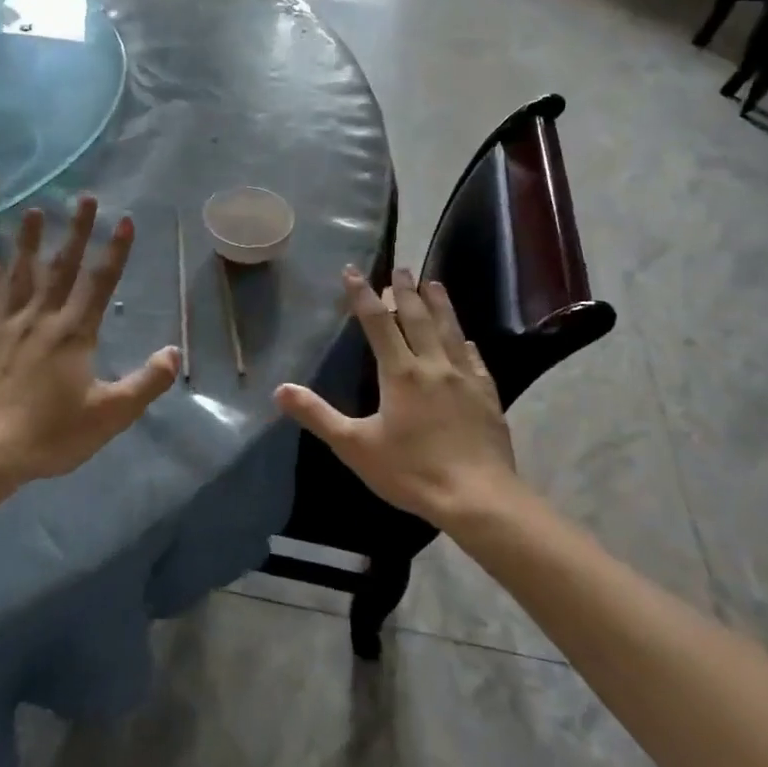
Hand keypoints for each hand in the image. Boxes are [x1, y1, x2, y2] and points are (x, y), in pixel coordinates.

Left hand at [0, 196, 179, 487]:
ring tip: (33, 212)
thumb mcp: (110, 415)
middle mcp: (41, 319)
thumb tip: (174, 352)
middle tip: (84, 197)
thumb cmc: (51, 434)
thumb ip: (146, 382)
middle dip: (76, 230)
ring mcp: (6, 327)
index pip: (100, 282)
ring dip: (28, 242)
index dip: (115, 250)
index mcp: (74, 333)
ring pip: (20, 275)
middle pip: (62, 267)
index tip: (124, 219)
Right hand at [275, 266, 516, 526]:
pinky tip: (466, 340)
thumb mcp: (355, 447)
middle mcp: (433, 365)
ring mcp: (464, 378)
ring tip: (434, 283)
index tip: (353, 271)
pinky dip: (465, 343)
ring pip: (450, 330)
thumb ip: (318, 416)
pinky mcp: (487, 395)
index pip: (377, 323)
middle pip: (417, 318)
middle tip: (401, 268)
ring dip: (440, 304)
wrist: (478, 498)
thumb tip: (280, 390)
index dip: (363, 295)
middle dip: (405, 291)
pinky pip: (474, 359)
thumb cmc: (412, 471)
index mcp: (401, 373)